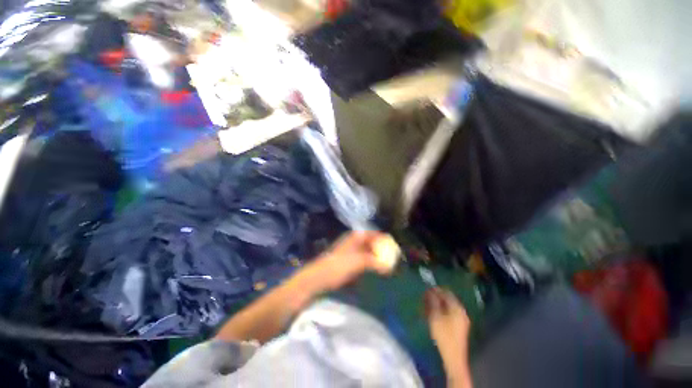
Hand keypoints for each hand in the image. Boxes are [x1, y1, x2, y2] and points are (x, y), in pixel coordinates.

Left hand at [309, 231, 392, 290]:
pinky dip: (370, 263)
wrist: (320, 277)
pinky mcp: (348, 261)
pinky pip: (363, 259)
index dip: (384, 239)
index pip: (373, 234)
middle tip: (392, 258)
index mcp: (356, 237)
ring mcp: (350, 251)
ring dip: (376, 257)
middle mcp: (354, 241)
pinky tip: (375, 270)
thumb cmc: (339, 265)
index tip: (394, 246)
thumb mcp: (358, 261)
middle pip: (371, 242)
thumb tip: (389, 266)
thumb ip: (374, 261)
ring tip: (386, 265)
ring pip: (368, 251)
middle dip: (381, 249)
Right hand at [424, 288, 470, 367]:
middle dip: (436, 298)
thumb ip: (433, 302)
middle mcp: (461, 312)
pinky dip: (440, 312)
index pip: (447, 293)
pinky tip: (432, 314)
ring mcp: (461, 320)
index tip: (426, 289)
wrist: (453, 357)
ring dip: (437, 305)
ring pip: (447, 307)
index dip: (436, 290)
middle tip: (424, 298)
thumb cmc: (444, 335)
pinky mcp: (458, 326)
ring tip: (426, 306)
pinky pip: (448, 314)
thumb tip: (430, 290)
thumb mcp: (435, 317)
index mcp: (457, 308)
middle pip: (447, 300)